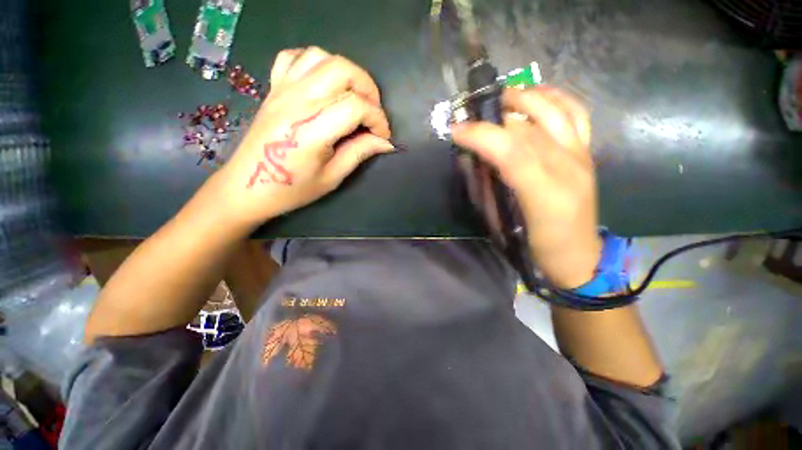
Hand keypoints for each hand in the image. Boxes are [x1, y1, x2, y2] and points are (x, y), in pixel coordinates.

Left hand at [213, 47, 393, 228]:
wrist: (247, 186)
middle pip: (342, 70)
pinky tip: (324, 83)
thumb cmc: (292, 189)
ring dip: (346, 73)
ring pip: (321, 57)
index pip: (356, 107)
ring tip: (354, 96)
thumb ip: (359, 153)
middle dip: (368, 89)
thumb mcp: (332, 177)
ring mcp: (282, 90)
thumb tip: (384, 142)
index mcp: (312, 130)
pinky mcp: (273, 88)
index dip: (378, 119)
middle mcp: (297, 102)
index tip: (383, 136)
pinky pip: (294, 58)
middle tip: (373, 113)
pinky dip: (316, 63)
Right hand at [451, 86, 601, 287]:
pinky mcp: (588, 152)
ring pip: (554, 110)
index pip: (511, 151)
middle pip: (527, 127)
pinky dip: (555, 97)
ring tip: (500, 99)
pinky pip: (577, 113)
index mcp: (544, 192)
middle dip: (493, 116)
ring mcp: (581, 155)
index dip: (481, 136)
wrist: (579, 255)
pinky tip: (535, 97)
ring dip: (523, 97)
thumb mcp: (505, 225)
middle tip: (470, 117)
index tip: (456, 131)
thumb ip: (490, 191)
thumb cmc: (537, 245)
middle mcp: (567, 166)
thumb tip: (478, 161)